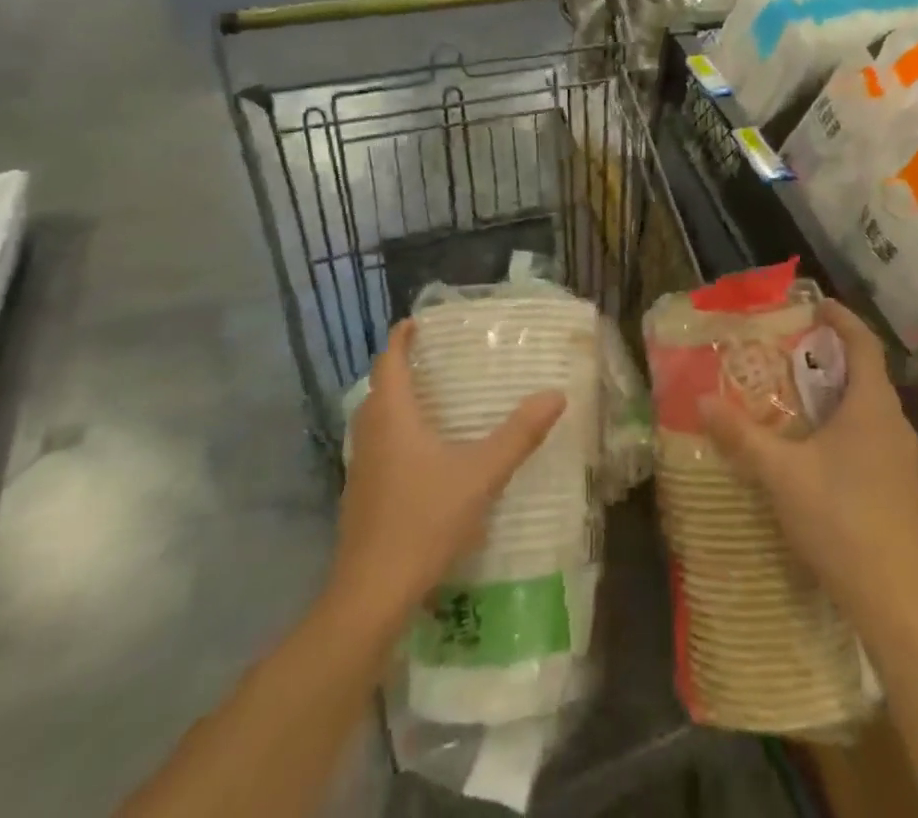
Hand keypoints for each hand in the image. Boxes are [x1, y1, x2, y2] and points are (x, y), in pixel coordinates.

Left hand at [330, 321, 564, 620]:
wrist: (371, 596)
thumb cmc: (423, 521)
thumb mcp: (481, 474)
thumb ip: (519, 434)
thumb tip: (556, 394)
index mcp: (393, 417)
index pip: (389, 362)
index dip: (400, 338)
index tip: (416, 321)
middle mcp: (370, 436)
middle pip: (378, 389)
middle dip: (400, 368)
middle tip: (433, 357)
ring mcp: (361, 470)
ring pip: (374, 420)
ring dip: (395, 402)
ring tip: (431, 399)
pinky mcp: (360, 499)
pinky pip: (377, 448)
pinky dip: (395, 434)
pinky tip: (422, 455)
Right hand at [700, 302, 917, 646]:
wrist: (896, 601)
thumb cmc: (840, 520)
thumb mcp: (781, 474)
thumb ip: (741, 435)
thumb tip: (701, 400)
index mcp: (872, 405)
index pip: (863, 342)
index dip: (841, 318)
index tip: (814, 305)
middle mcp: (894, 421)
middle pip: (866, 370)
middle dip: (831, 353)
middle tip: (790, 348)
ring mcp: (902, 455)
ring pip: (869, 404)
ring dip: (837, 389)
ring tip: (796, 391)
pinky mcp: (900, 483)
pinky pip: (872, 431)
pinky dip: (845, 420)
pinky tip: (817, 444)